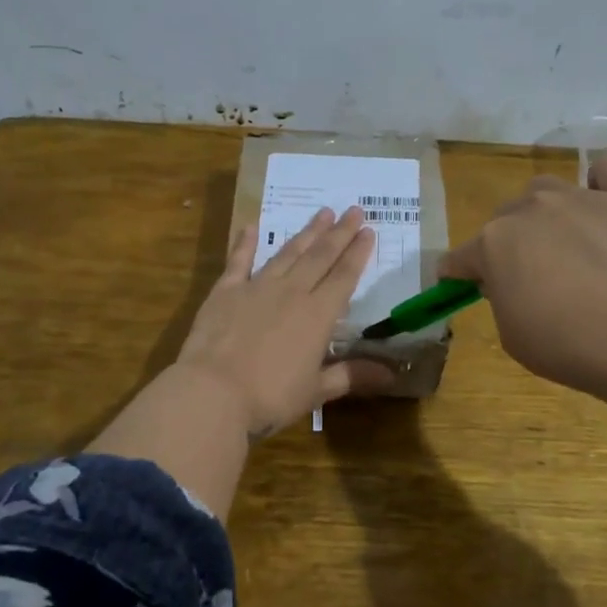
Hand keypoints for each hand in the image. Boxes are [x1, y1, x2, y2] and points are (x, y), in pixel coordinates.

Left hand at [174, 206, 395, 435]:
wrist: (213, 392)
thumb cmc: (270, 397)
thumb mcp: (316, 391)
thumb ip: (352, 375)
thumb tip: (392, 376)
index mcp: (318, 315)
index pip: (344, 277)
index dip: (358, 254)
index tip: (369, 231)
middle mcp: (291, 292)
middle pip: (320, 257)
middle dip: (339, 233)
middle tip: (354, 210)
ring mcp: (256, 288)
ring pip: (287, 253)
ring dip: (306, 233)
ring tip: (322, 213)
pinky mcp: (225, 292)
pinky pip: (238, 261)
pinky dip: (245, 243)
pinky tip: (251, 226)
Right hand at [440, 150, 606, 400]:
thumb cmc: (567, 345)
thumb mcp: (512, 335)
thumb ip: (501, 299)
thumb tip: (507, 280)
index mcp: (493, 245)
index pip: (460, 257)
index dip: (458, 274)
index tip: (461, 287)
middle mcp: (530, 209)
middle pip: (504, 218)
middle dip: (507, 244)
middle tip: (528, 277)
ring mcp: (580, 198)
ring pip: (546, 189)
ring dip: (544, 212)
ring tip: (565, 242)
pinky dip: (602, 179)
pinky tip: (604, 200)